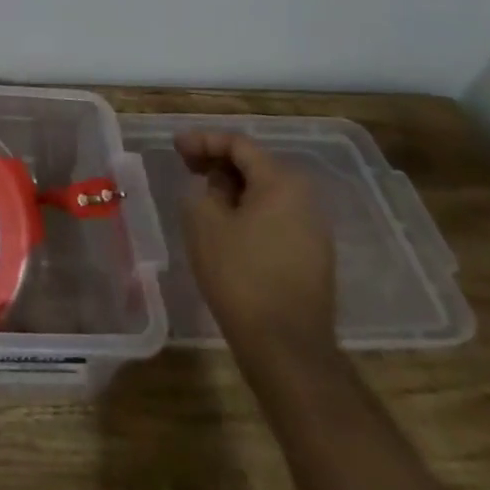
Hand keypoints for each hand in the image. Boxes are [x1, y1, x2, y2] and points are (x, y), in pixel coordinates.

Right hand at [176, 131, 335, 370]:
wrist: (286, 348)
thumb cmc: (240, 275)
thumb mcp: (205, 222)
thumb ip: (207, 189)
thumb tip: (218, 185)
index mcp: (281, 183)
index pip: (239, 145)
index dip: (203, 140)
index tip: (175, 147)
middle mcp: (305, 199)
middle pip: (256, 165)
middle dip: (219, 161)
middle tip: (187, 166)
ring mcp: (313, 230)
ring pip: (267, 193)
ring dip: (234, 187)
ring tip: (203, 195)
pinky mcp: (313, 257)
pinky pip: (275, 217)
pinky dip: (249, 210)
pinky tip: (226, 225)